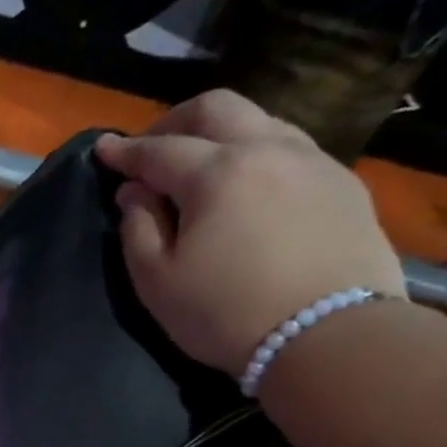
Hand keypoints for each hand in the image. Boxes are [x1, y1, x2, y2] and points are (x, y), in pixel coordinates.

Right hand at [94, 89, 405, 374]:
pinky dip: (257, 153)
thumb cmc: (226, 313)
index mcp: (216, 173)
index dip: (125, 150)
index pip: (158, 150)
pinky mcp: (343, 184)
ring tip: (201, 164)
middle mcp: (267, 150)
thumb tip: (134, 193)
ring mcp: (313, 162)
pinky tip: (248, 186)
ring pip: (260, 120)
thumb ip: (137, 228)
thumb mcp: (157, 281)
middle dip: (174, 121)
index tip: (102, 149)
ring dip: (221, 133)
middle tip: (151, 148)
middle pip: (216, 109)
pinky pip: (292, 148)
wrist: (330, 337)